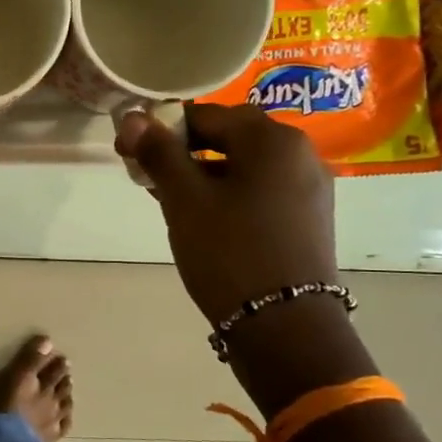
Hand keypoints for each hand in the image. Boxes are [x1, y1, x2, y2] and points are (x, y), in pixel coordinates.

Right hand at [116, 103, 337, 323]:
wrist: (284, 325)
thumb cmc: (229, 252)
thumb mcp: (185, 200)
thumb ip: (158, 154)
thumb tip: (132, 117)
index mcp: (272, 139)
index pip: (206, 115)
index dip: (163, 130)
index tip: (131, 153)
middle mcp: (300, 153)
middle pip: (230, 137)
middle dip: (185, 152)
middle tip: (150, 178)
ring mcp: (310, 187)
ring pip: (245, 166)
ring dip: (205, 174)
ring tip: (172, 203)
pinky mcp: (309, 218)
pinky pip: (261, 190)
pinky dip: (230, 194)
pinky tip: (206, 220)